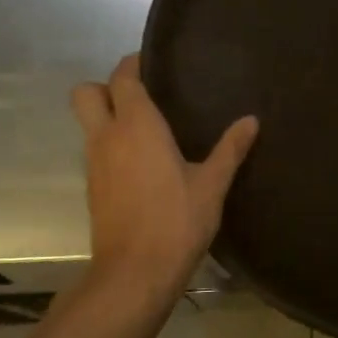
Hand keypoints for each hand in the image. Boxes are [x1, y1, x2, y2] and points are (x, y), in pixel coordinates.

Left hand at [70, 55, 258, 299]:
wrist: (134, 274)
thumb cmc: (176, 222)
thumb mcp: (212, 185)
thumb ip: (230, 149)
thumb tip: (251, 120)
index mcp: (137, 127)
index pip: (122, 78)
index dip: (133, 64)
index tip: (154, 63)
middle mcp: (107, 137)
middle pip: (86, 93)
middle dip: (107, 86)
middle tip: (143, 95)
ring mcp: (94, 164)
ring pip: (88, 123)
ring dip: (109, 116)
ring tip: (149, 128)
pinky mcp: (93, 188)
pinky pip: (96, 150)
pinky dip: (112, 145)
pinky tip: (143, 162)